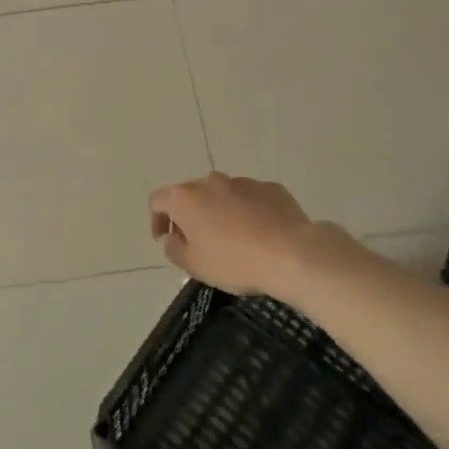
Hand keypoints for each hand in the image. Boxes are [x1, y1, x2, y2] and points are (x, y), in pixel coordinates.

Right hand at [148, 173, 322, 296]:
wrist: (291, 253)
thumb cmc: (234, 261)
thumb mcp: (195, 266)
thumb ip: (174, 249)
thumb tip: (170, 237)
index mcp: (186, 198)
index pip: (158, 201)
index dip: (156, 220)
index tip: (164, 240)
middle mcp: (211, 182)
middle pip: (190, 195)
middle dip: (189, 216)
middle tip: (197, 242)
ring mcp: (243, 182)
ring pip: (221, 195)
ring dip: (219, 212)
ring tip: (232, 239)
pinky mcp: (270, 188)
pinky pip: (250, 199)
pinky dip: (246, 212)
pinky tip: (258, 234)